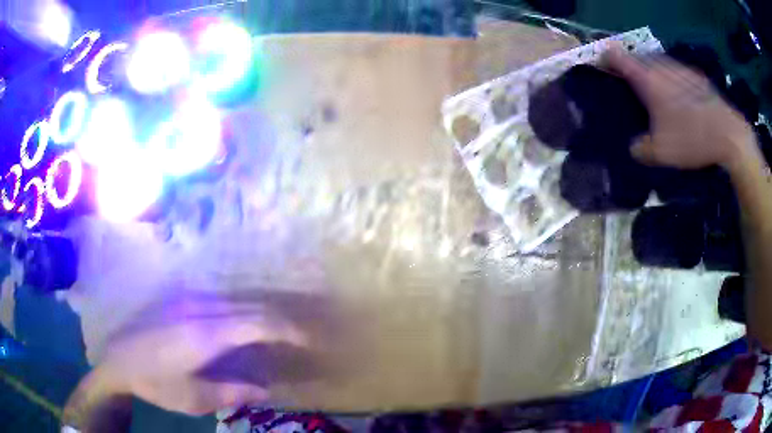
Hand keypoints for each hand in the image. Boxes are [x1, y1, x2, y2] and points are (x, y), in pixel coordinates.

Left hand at [64, 295, 306, 429]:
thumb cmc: (155, 382)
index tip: (307, 339)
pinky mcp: (182, 300)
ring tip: (280, 331)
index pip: (256, 323)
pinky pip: (223, 302)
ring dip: (262, 314)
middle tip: (300, 336)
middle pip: (250, 307)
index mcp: (205, 334)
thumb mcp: (194, 398)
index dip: (285, 329)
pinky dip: (243, 312)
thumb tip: (265, 390)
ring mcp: (190, 300)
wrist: (118, 357)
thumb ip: (233, 393)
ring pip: (237, 300)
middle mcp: (201, 308)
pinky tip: (247, 325)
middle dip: (279, 320)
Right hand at [602, 45, 756, 170]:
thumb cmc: (693, 139)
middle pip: (638, 56)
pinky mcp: (697, 76)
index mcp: (648, 79)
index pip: (617, 57)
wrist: (729, 134)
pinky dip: (671, 76)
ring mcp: (681, 68)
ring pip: (658, 60)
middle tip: (630, 80)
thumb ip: (642, 149)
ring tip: (654, 86)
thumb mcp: (662, 152)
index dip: (606, 58)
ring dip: (651, 68)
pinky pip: (677, 69)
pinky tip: (679, 93)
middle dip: (631, 64)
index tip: (602, 64)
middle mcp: (662, 66)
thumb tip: (634, 148)